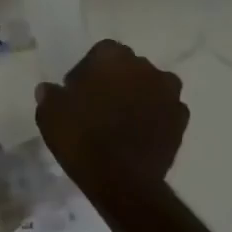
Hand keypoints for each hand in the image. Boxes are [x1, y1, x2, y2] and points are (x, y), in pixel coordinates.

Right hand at [35, 39, 189, 206]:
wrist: (121, 179)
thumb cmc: (81, 137)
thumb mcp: (49, 113)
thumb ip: (50, 95)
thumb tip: (51, 89)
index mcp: (112, 57)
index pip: (101, 52)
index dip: (88, 70)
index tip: (77, 91)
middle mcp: (145, 67)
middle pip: (128, 67)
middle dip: (116, 81)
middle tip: (98, 105)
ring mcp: (168, 93)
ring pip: (150, 86)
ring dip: (138, 97)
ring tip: (120, 121)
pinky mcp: (181, 120)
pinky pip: (164, 110)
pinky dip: (154, 117)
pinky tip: (138, 134)